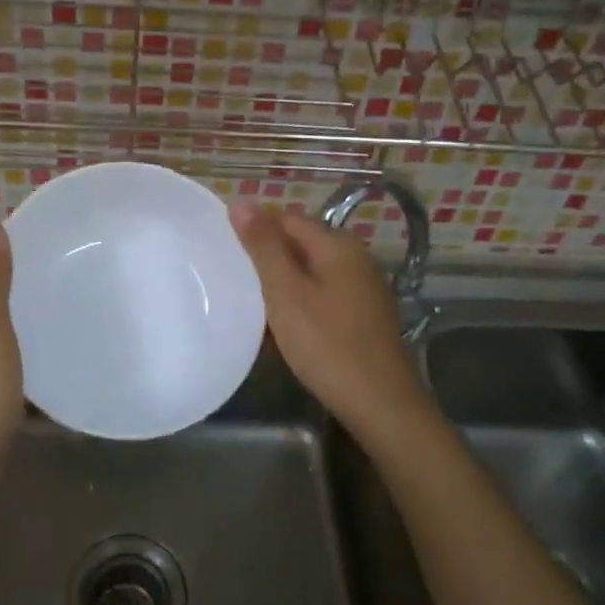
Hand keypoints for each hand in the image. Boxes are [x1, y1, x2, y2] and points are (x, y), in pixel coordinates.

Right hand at [229, 203, 433, 445]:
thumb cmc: (326, 344)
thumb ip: (263, 247)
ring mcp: (365, 288)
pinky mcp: (366, 315)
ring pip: (313, 270)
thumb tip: (241, 202)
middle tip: (232, 274)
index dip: (255, 227)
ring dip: (284, 279)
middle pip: (303, 243)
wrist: (380, 403)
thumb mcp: (286, 292)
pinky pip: (325, 293)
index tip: (224, 247)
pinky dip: (302, 299)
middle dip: (268, 254)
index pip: (288, 218)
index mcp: (338, 245)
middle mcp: (357, 258)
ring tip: (251, 298)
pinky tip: (285, 321)